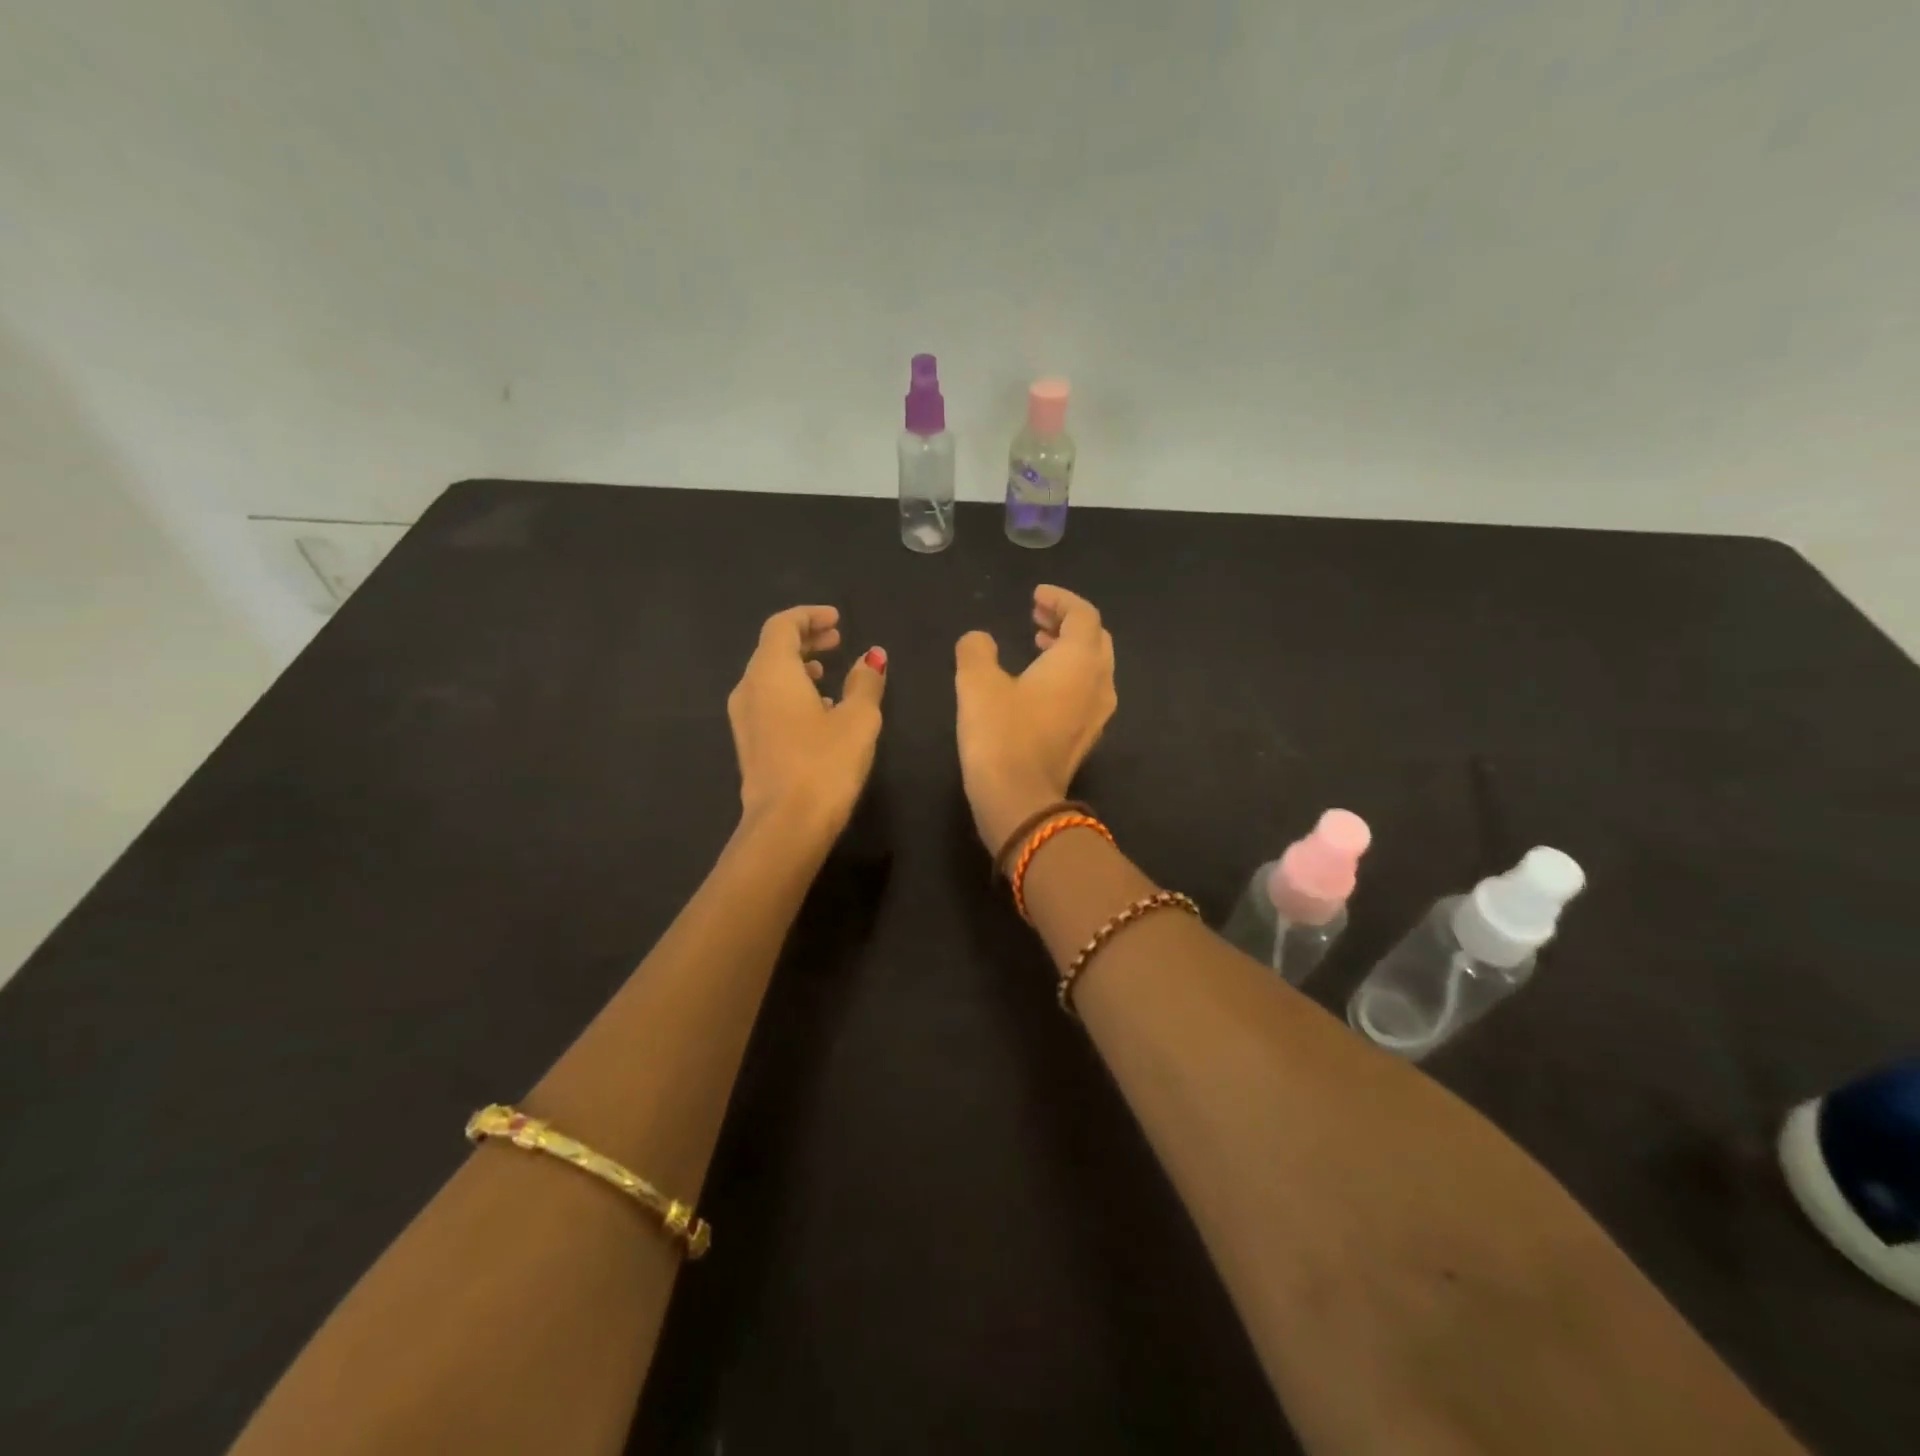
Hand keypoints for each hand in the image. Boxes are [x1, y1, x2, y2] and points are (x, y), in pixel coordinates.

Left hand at [729, 606, 887, 837]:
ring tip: (829, 673)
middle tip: (838, 640)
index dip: (810, 616)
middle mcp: (749, 688)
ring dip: (798, 668)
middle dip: (805, 639)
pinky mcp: (749, 743)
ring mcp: (744, 718)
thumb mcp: (858, 718)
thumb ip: (865, 682)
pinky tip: (818, 711)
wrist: (786, 825)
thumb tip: (872, 657)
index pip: (783, 625)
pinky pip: (767, 701)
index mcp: (771, 671)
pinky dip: (791, 693)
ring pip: (768, 677)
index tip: (838, 620)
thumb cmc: (825, 763)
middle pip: (773, 649)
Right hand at [954, 585, 1116, 856]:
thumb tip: (979, 640)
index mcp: (1080, 660)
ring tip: (1037, 643)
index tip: (1034, 596)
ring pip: (1094, 666)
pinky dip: (1068, 675)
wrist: (1019, 801)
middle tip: (1036, 616)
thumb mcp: (976, 683)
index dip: (1060, 599)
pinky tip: (1039, 685)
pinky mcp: (1087, 738)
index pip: (1083, 614)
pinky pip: (1087, 691)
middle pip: (1095, 638)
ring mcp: (1098, 713)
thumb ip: (976, 650)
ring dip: (1069, 649)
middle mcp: (1099, 682)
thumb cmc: (1000, 735)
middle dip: (1068, 622)